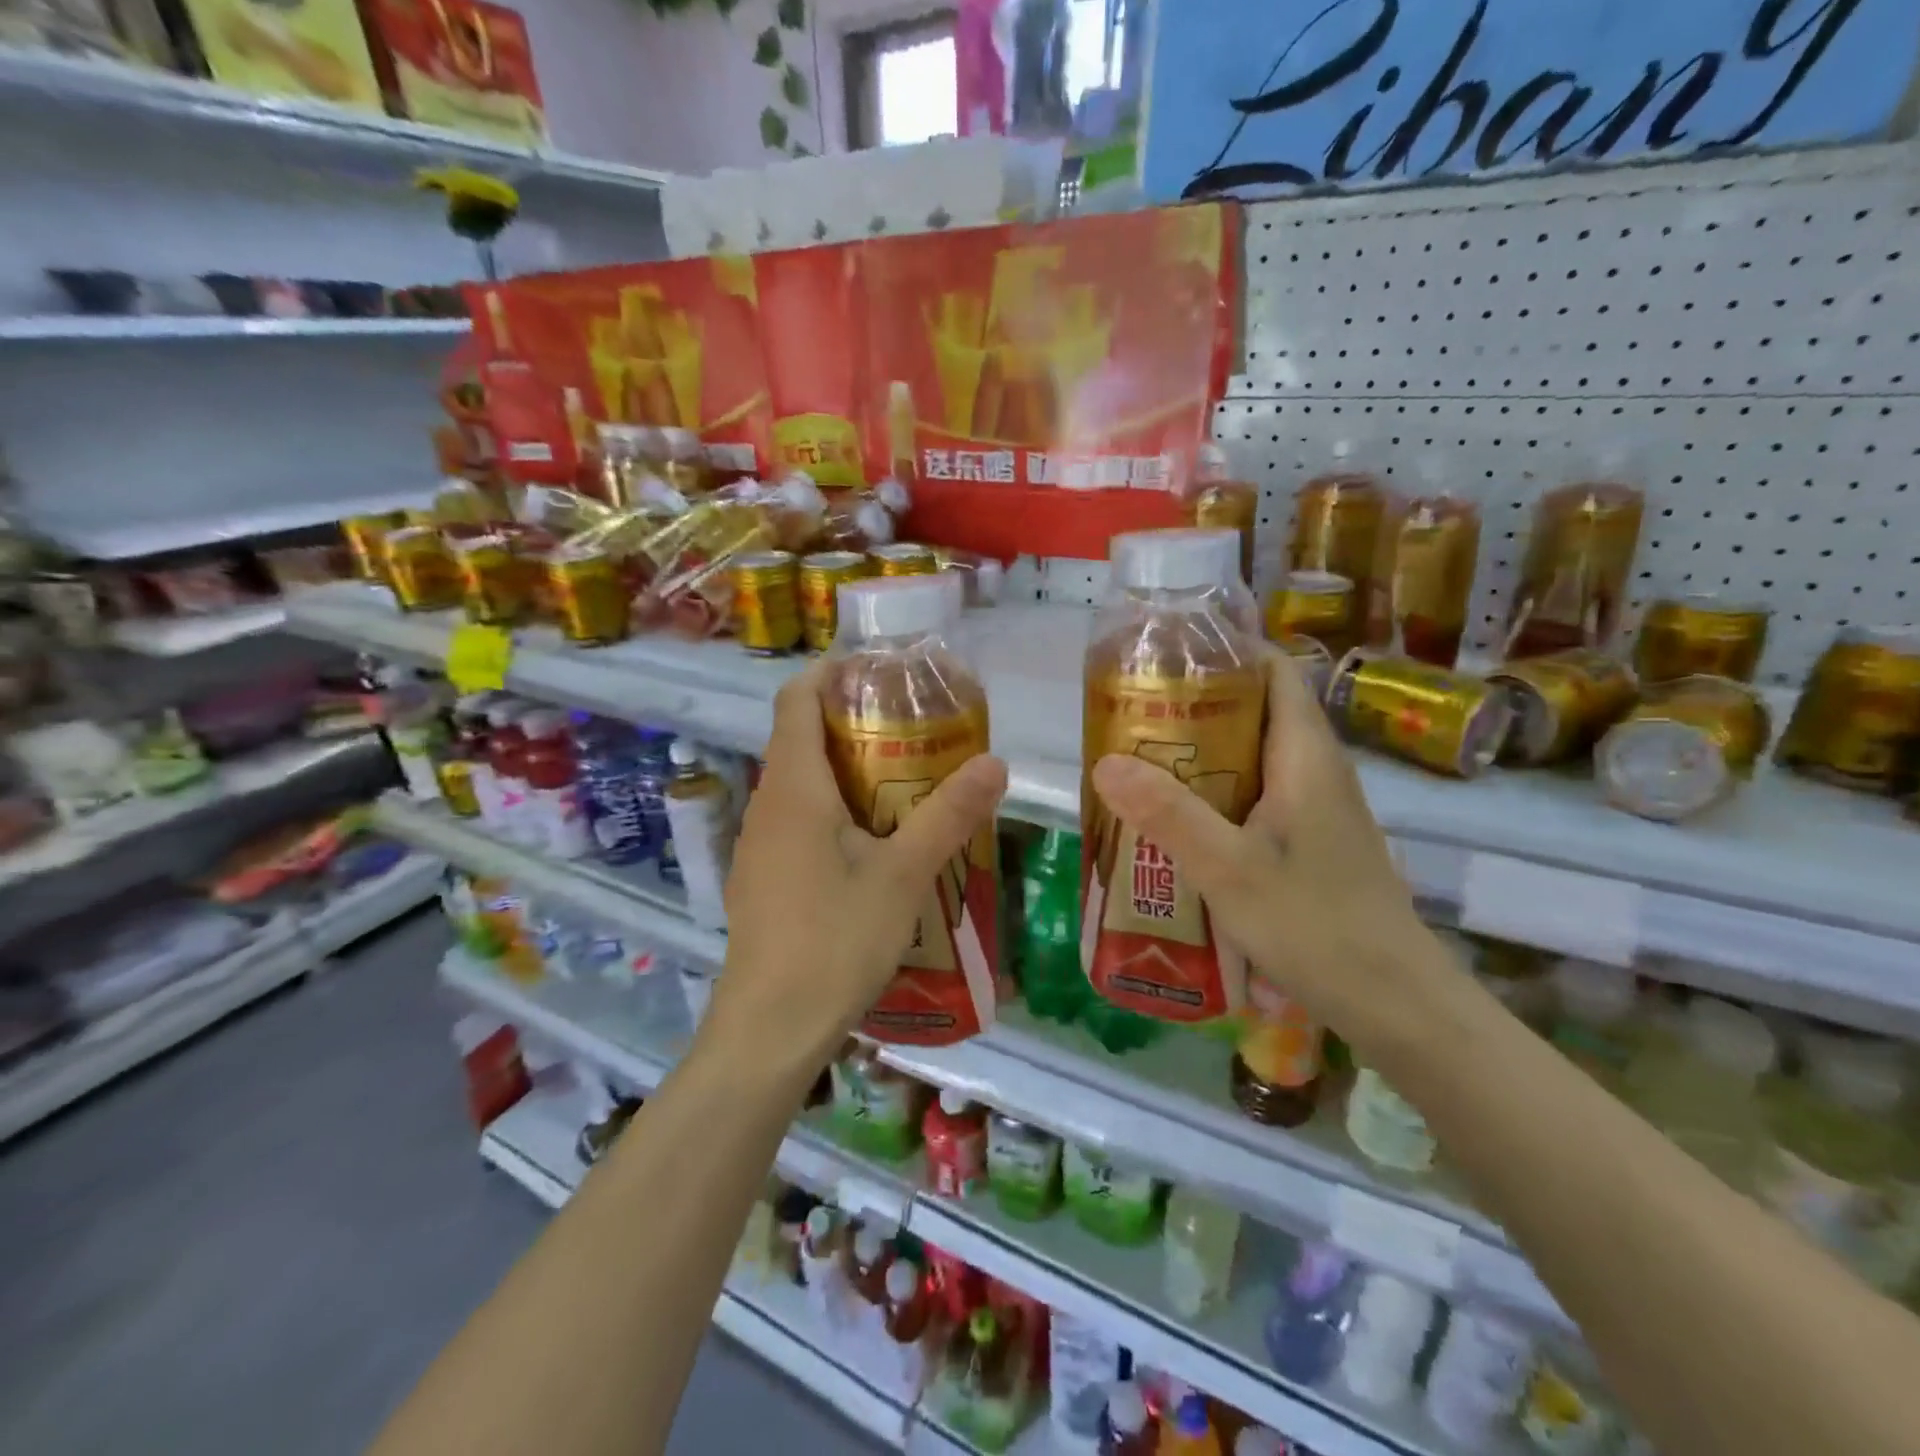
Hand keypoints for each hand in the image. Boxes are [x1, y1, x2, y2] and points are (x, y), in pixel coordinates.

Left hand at [706, 659, 1008, 1076]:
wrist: (769, 1029)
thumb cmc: (833, 940)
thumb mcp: (903, 875)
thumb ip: (949, 815)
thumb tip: (996, 762)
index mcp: (794, 788)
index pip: (796, 699)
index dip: (832, 672)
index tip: (880, 669)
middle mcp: (767, 804)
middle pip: (800, 737)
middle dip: (852, 720)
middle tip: (914, 724)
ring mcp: (760, 844)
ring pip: (801, 782)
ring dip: (846, 767)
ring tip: (906, 776)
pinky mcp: (764, 877)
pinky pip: (798, 819)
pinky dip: (835, 807)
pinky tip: (876, 840)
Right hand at [1089, 646, 1427, 1034]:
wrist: (1394, 1002)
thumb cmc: (1316, 924)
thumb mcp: (1229, 869)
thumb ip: (1168, 814)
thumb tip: (1105, 762)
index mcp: (1305, 754)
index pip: (1274, 670)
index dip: (1226, 651)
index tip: (1166, 655)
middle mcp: (1315, 768)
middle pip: (1256, 709)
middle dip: (1196, 704)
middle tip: (1133, 713)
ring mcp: (1316, 807)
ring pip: (1254, 756)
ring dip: (1202, 752)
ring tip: (1142, 760)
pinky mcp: (1311, 840)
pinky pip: (1257, 795)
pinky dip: (1216, 792)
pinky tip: (1178, 821)